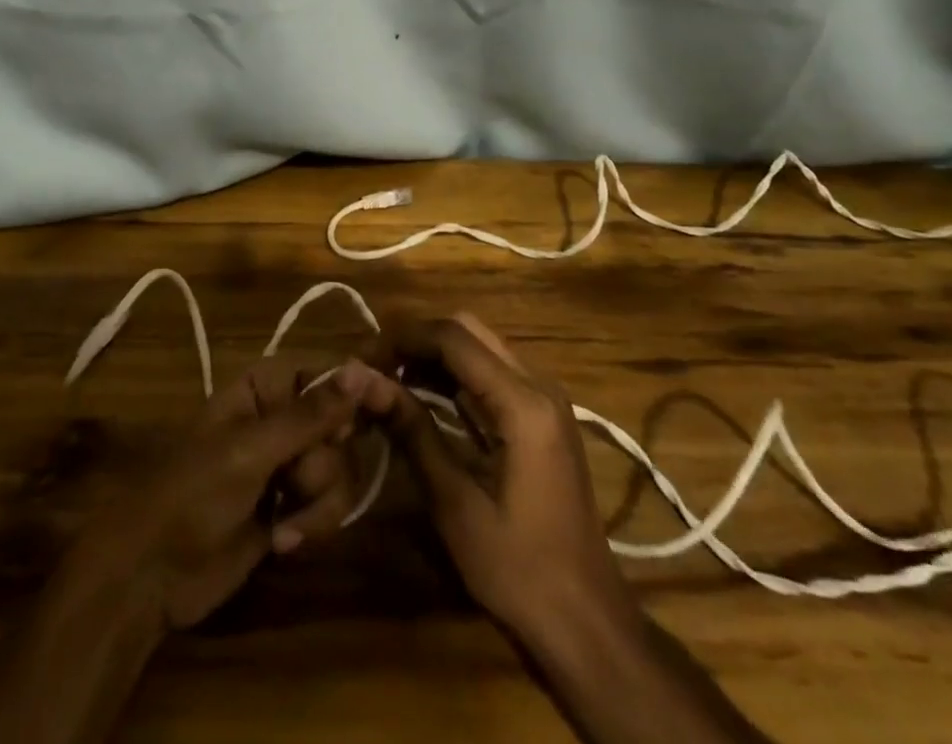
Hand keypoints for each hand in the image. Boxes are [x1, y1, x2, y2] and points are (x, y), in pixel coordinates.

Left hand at [76, 355, 382, 631]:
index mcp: (266, 385)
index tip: (387, 406)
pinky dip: (312, 523)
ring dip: (319, 501)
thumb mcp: (251, 450)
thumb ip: (311, 414)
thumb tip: (361, 369)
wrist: (153, 575)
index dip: (358, 387)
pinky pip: (331, 504)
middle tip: (295, 479)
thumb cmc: (193, 493)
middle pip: (342, 424)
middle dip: (326, 461)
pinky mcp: (293, 504)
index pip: (327, 371)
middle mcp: (283, 416)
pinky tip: (281, 541)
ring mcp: (288, 462)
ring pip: (341, 468)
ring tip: (283, 525)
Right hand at [365, 313, 627, 645]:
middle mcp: (539, 385)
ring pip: (481, 345)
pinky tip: (424, 395)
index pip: (453, 339)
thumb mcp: (456, 504)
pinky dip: (455, 374)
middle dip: (418, 340)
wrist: (588, 621)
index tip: (364, 357)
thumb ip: (413, 432)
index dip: (403, 339)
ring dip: (435, 354)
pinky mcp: (544, 416)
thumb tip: (363, 381)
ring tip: (390, 378)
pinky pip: (493, 371)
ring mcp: (546, 398)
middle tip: (376, 366)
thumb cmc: (520, 569)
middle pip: (469, 330)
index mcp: (524, 403)